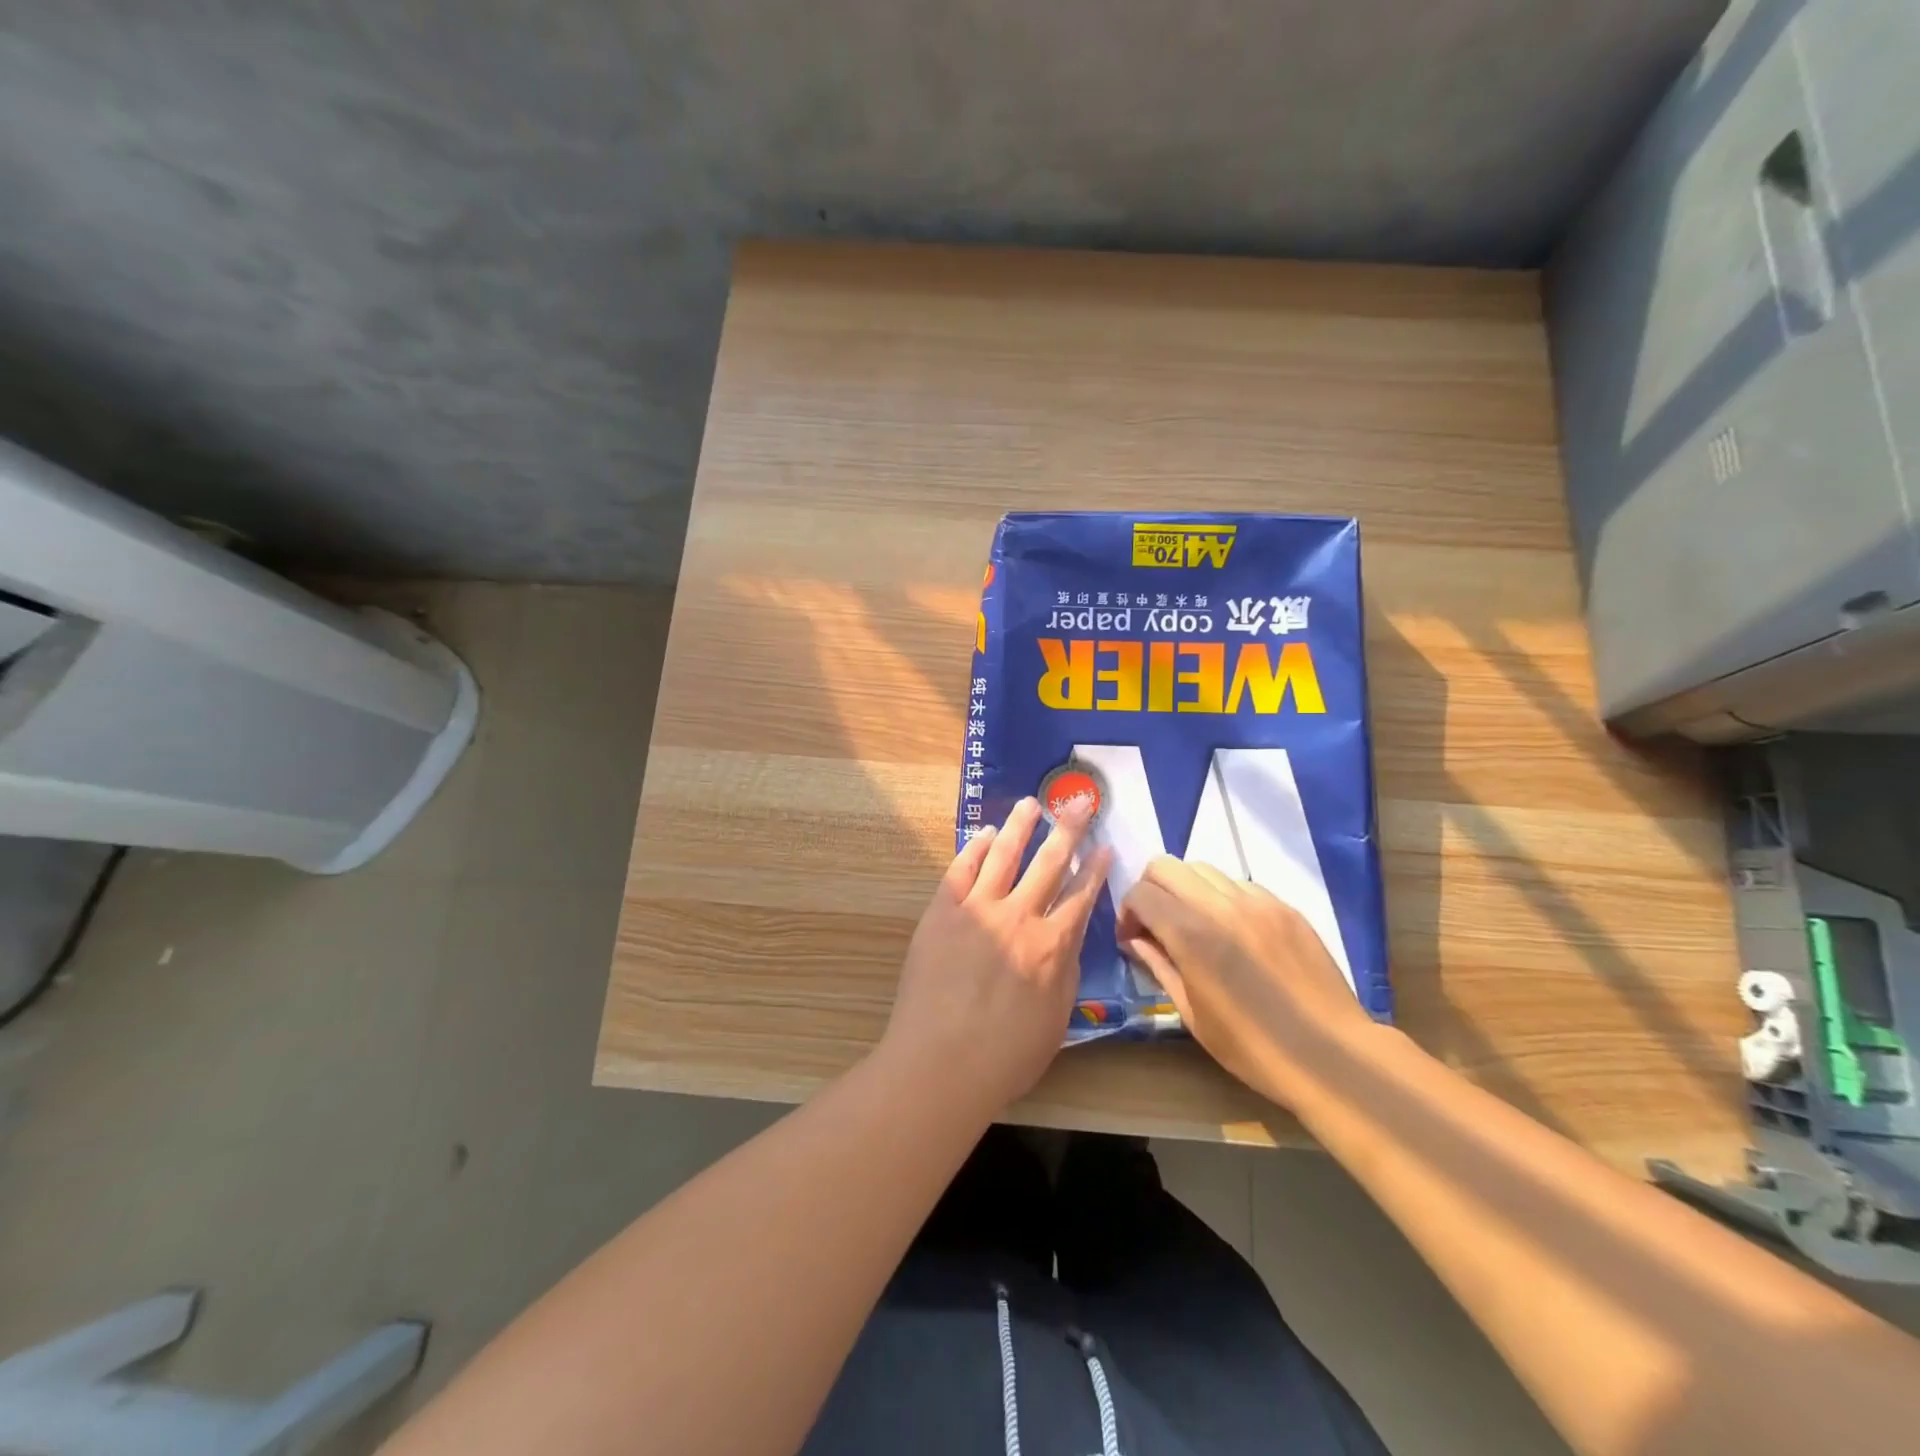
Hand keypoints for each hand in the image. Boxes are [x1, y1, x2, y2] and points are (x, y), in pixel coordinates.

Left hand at [880, 796, 1111, 1114]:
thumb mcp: (1056, 1020)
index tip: (1103, 845)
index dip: (1094, 868)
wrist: (940, 1062)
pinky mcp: (942, 912)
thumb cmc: (1005, 1056)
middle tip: (1078, 801)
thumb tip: (1067, 940)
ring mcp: (978, 910)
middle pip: (1049, 862)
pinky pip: (962, 870)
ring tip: (1031, 804)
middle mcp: (1020, 917)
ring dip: (1020, 826)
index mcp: (1052, 946)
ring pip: (1004, 854)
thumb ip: (1065, 973)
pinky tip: (985, 834)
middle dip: (1067, 829)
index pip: (1080, 896)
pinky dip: (976, 848)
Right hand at [1117, 856, 1377, 1104]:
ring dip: (1187, 890)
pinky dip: (1223, 898)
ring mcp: (1258, 902)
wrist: (1331, 1055)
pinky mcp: (1285, 908)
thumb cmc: (1253, 1048)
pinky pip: (1240, 885)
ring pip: (1204, 869)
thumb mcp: (1193, 1015)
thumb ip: (1160, 967)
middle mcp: (1220, 906)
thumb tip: (1137, 941)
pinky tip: (1234, 932)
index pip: (1141, 893)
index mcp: (1191, 934)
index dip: (1127, 911)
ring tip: (1196, 925)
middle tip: (1156, 922)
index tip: (1133, 938)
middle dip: (1151, 888)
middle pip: (1166, 865)